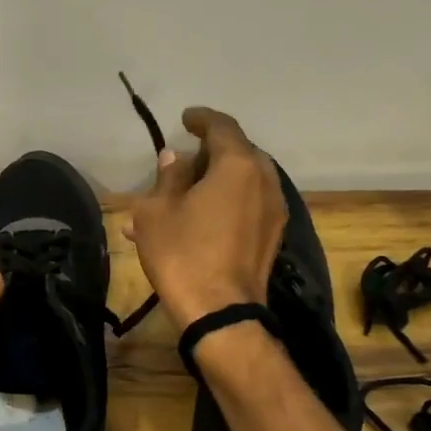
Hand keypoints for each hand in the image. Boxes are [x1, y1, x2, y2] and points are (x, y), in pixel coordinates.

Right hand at [126, 107, 285, 328]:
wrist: (220, 312)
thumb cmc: (182, 254)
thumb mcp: (157, 212)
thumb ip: (167, 178)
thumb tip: (175, 159)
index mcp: (238, 165)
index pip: (222, 127)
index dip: (201, 119)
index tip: (185, 119)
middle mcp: (264, 180)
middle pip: (237, 153)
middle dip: (210, 153)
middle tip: (183, 161)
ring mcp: (274, 210)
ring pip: (242, 182)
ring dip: (215, 182)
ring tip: (184, 195)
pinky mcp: (272, 237)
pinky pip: (247, 206)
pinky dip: (224, 203)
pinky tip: (198, 220)